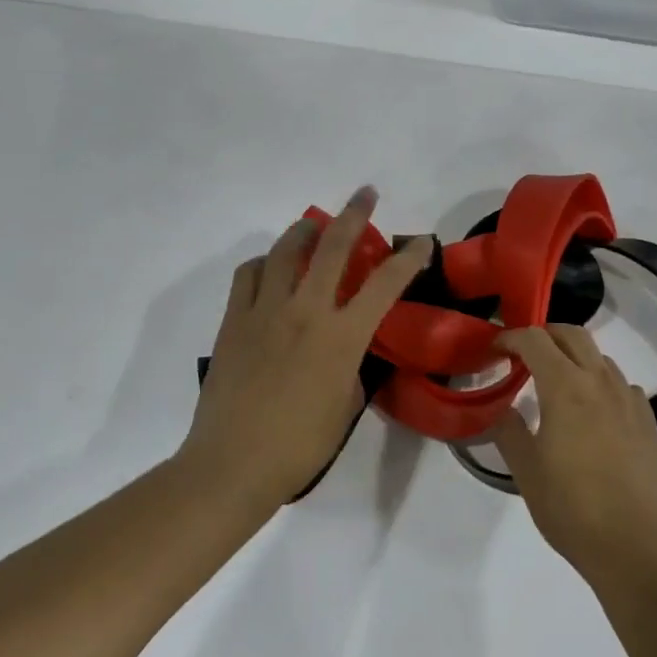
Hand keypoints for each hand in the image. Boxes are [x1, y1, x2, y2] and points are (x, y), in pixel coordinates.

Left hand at [181, 187, 432, 509]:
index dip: (409, 259)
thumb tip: (345, 348)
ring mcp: (265, 310)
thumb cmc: (299, 445)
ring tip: (315, 227)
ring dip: (306, 231)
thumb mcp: (345, 405)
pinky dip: (266, 263)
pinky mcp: (233, 319)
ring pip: (286, 250)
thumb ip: (352, 366)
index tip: (423, 243)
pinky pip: (250, 274)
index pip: (385, 285)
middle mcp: (306, 311)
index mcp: (342, 337)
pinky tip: (272, 269)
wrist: (233, 463)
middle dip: (355, 213)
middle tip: (365, 194)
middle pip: (334, 246)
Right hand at [492, 325, 656, 584]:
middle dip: (544, 335)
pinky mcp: (649, 422)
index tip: (493, 352)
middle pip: (573, 334)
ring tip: (555, 385)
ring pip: (600, 357)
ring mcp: (630, 401)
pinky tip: (592, 413)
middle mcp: (601, 383)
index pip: (534, 340)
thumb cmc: (574, 509)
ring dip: (573, 357)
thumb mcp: (526, 472)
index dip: (509, 338)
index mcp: (566, 388)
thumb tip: (501, 408)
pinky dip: (600, 383)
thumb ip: (509, 431)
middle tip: (522, 355)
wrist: (641, 548)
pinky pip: (621, 384)